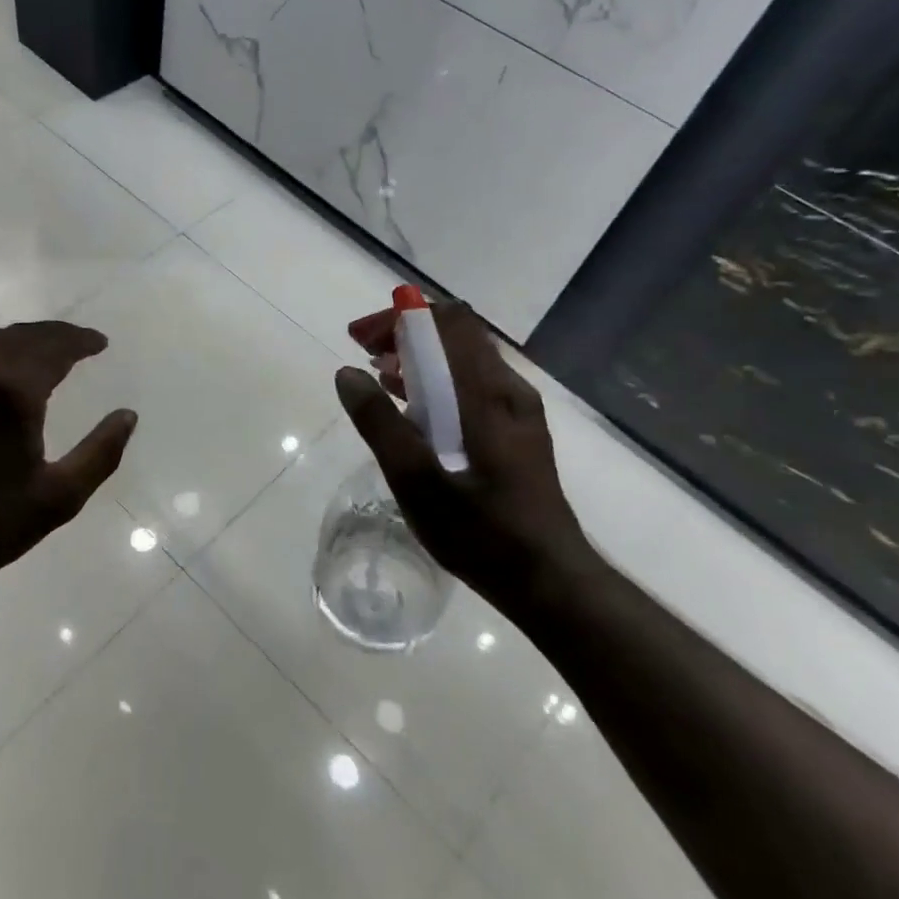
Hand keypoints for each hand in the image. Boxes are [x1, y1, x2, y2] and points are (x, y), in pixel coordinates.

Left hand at [0, 321, 136, 604]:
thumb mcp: (58, 499)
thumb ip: (100, 453)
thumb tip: (128, 415)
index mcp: (11, 392)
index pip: (54, 347)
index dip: (80, 340)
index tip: (100, 343)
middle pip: (21, 336)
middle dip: (54, 334)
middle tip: (78, 342)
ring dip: (21, 338)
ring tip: (42, 349)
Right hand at [334, 299, 600, 622]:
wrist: (551, 582)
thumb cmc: (481, 532)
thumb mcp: (416, 481)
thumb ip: (380, 424)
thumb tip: (347, 373)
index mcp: (487, 394)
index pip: (448, 321)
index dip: (402, 316)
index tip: (363, 337)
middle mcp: (508, 390)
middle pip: (456, 335)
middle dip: (406, 334)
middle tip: (365, 354)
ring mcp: (517, 411)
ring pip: (464, 361)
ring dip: (419, 358)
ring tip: (379, 378)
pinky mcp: (518, 432)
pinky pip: (472, 386)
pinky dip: (437, 383)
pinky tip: (413, 412)